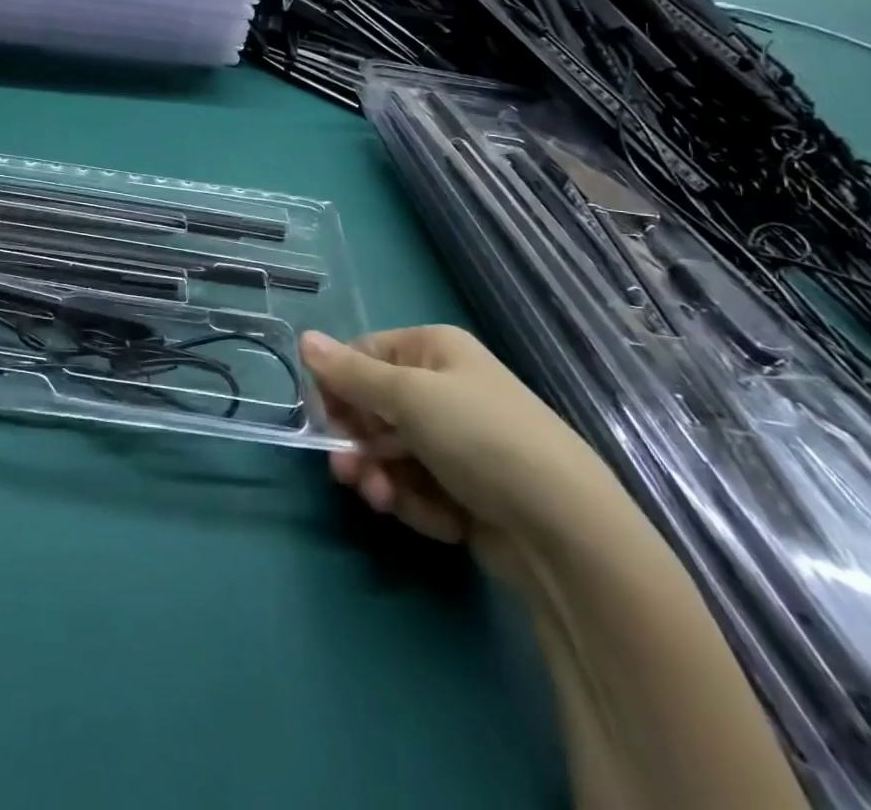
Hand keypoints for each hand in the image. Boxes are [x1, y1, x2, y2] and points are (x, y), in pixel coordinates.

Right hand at [302, 327, 619, 579]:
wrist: (566, 532)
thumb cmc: (480, 438)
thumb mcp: (408, 396)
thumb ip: (350, 373)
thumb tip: (303, 338)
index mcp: (436, 350)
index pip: (365, 355)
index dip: (339, 384)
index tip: (323, 417)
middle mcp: (446, 389)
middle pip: (375, 408)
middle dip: (358, 441)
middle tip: (345, 469)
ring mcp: (459, 441)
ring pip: (392, 452)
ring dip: (380, 477)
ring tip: (382, 499)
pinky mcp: (468, 489)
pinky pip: (420, 487)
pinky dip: (417, 503)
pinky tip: (435, 518)